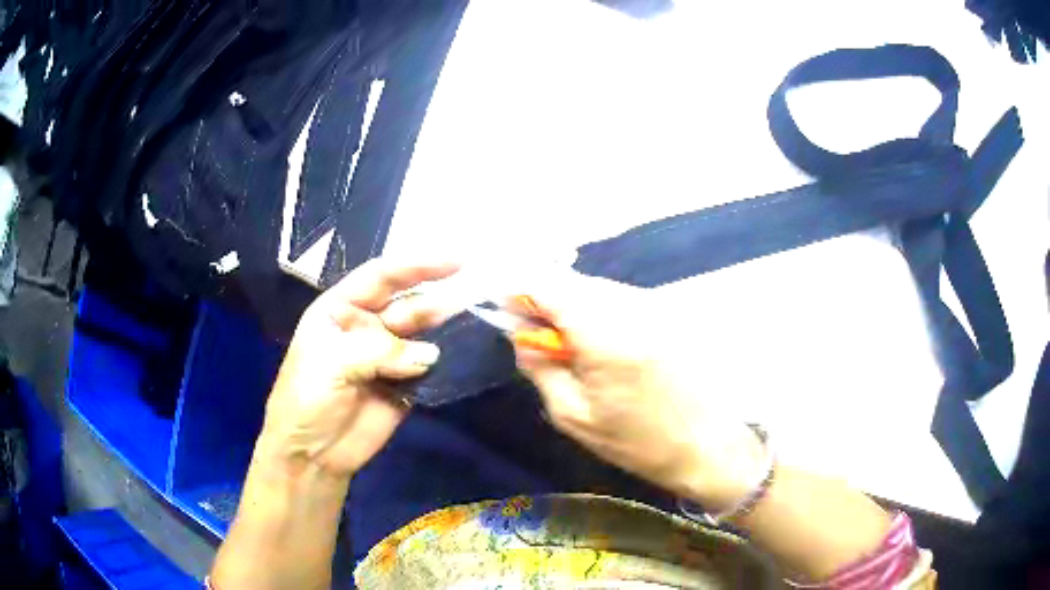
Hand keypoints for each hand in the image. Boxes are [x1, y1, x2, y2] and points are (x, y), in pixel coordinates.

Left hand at [261, 259, 459, 477]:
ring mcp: (386, 358)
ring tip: (473, 328)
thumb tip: (431, 354)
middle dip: (435, 302)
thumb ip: (380, 351)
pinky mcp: (404, 387)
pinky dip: (446, 364)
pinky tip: (465, 358)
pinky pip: (429, 369)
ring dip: (445, 331)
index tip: (455, 262)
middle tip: (469, 303)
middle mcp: (366, 327)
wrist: (311, 454)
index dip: (416, 266)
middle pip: (407, 305)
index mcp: (341, 309)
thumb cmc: (307, 397)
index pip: (381, 276)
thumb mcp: (332, 363)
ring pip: (422, 336)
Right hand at [509, 271, 766, 508]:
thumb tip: (520, 334)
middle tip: (537, 333)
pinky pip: (620, 298)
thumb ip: (539, 367)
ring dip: (574, 305)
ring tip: (570, 343)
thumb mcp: (572, 415)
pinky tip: (602, 343)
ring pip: (597, 287)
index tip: (508, 311)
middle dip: (547, 299)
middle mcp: (631, 307)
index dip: (522, 291)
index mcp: (604, 334)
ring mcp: (654, 306)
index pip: (550, 285)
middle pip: (574, 281)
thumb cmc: (635, 441)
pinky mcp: (668, 313)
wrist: (705, 444)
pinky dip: (600, 311)